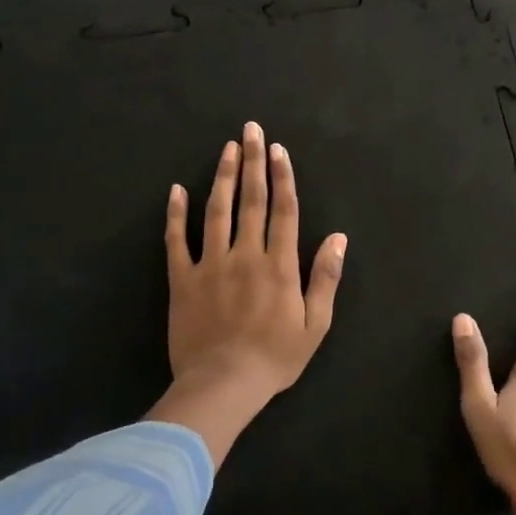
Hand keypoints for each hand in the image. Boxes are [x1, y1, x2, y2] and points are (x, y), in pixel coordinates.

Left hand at [149, 122, 346, 466]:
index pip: (283, 211)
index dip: (282, 177)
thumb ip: (325, 278)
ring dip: (221, 177)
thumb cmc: (275, 358)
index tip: (278, 150)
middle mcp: (245, 255)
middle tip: (251, 130)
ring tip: (226, 149)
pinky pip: (177, 241)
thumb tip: (339, 238)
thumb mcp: (315, 324)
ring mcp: (210, 265)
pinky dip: (176, 215)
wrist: (222, 384)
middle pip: (250, 200)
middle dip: (252, 162)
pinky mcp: (182, 280)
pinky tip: (177, 190)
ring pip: (216, 211)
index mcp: (279, 265)